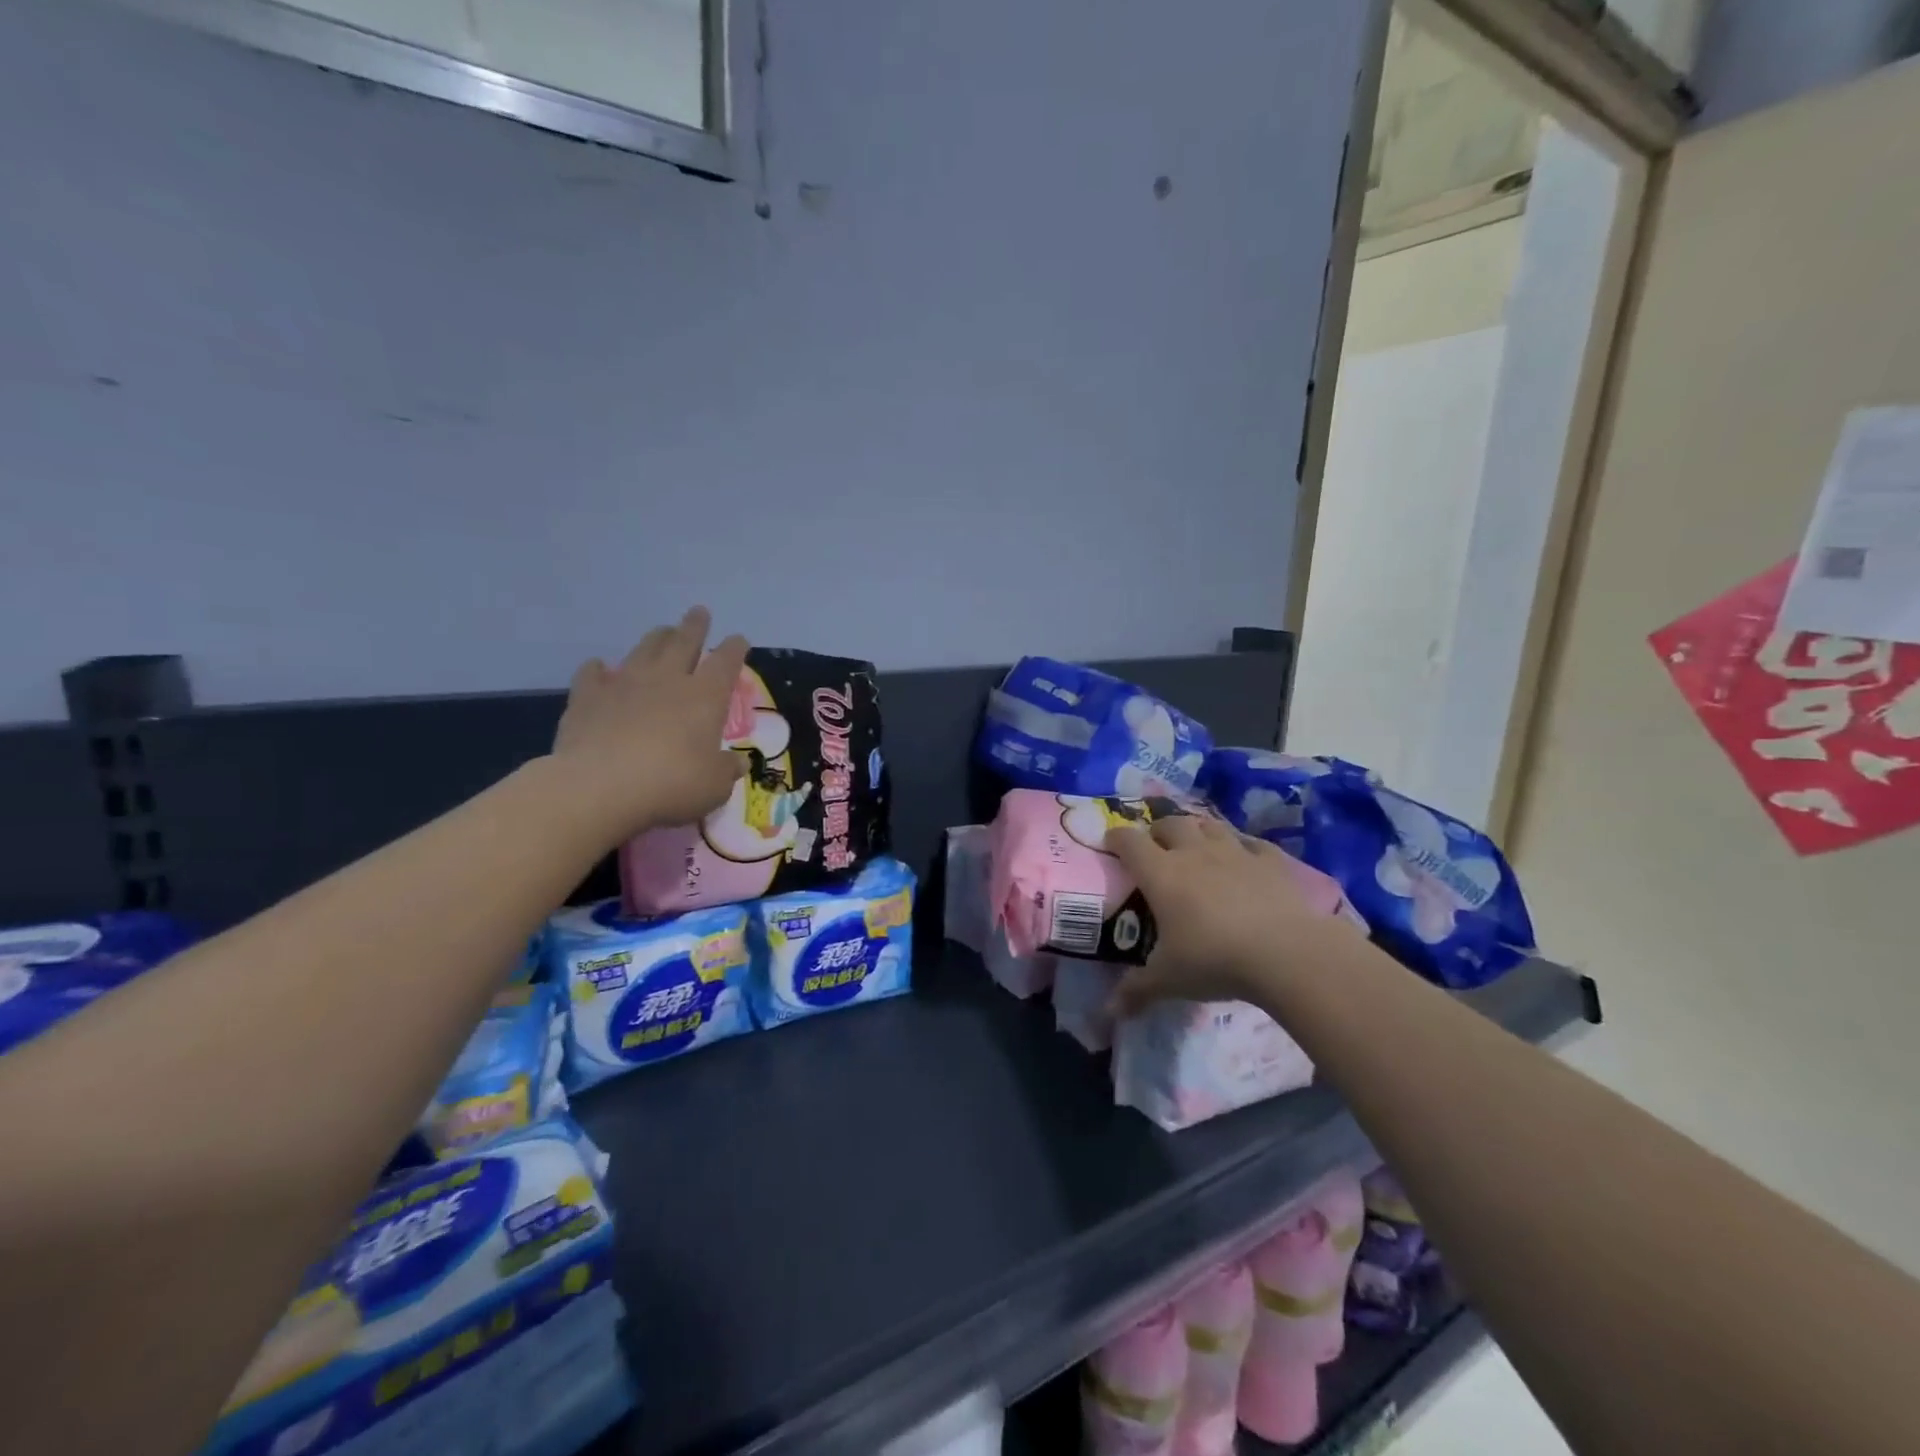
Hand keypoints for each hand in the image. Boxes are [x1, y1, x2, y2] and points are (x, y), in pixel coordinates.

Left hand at [552, 608, 748, 841]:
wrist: (600, 786)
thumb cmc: (671, 784)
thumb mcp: (714, 786)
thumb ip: (726, 770)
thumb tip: (738, 763)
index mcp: (705, 696)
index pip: (726, 662)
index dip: (735, 648)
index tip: (739, 639)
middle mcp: (667, 680)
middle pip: (684, 642)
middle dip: (694, 626)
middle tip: (699, 612)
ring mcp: (624, 684)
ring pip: (644, 649)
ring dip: (656, 638)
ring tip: (662, 631)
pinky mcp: (588, 697)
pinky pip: (593, 674)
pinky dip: (599, 669)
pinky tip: (599, 667)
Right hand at [1107, 815, 1360, 1015]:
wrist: (1287, 953)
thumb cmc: (1215, 960)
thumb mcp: (1169, 979)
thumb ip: (1137, 990)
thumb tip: (1110, 1011)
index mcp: (1161, 873)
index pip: (1129, 842)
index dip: (1116, 838)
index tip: (1111, 843)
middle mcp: (1194, 852)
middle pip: (1170, 823)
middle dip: (1158, 831)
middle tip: (1156, 847)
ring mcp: (1235, 852)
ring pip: (1209, 825)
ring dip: (1197, 830)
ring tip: (1196, 844)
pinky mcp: (1271, 861)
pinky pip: (1252, 842)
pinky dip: (1243, 846)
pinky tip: (1244, 858)